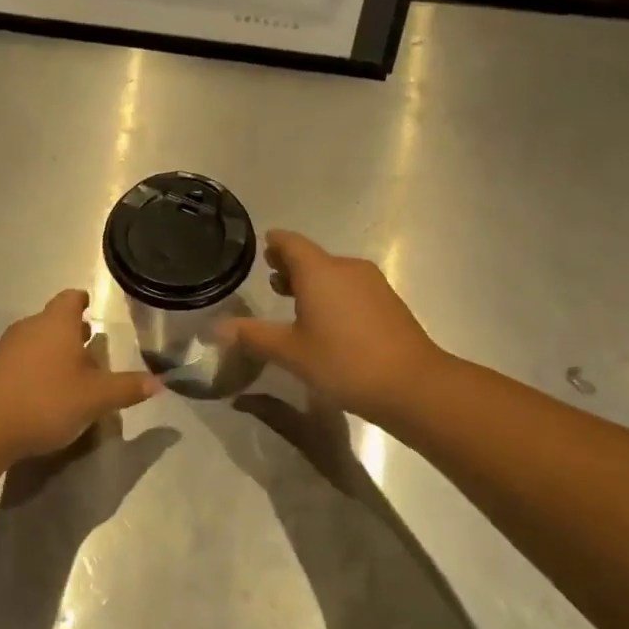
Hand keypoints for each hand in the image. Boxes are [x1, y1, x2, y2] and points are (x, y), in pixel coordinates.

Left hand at [0, 291, 160, 461]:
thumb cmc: (46, 400)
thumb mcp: (96, 399)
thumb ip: (127, 388)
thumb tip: (160, 383)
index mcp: (56, 323)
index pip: (71, 298)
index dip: (83, 301)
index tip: (91, 307)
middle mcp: (30, 327)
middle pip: (53, 320)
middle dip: (72, 330)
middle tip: (90, 343)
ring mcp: (6, 349)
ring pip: (36, 341)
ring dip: (54, 351)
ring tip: (72, 371)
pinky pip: (21, 361)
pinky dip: (36, 369)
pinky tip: (45, 392)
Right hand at [218, 231, 443, 426]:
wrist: (411, 385)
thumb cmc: (343, 362)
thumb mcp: (290, 352)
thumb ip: (252, 336)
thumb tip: (216, 328)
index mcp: (319, 271)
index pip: (290, 243)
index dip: (274, 244)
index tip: (263, 246)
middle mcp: (346, 268)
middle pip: (312, 258)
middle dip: (291, 266)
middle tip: (271, 279)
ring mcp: (372, 284)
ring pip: (333, 274)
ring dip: (312, 283)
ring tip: (294, 302)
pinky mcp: (388, 303)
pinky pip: (351, 289)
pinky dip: (333, 295)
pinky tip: (327, 322)